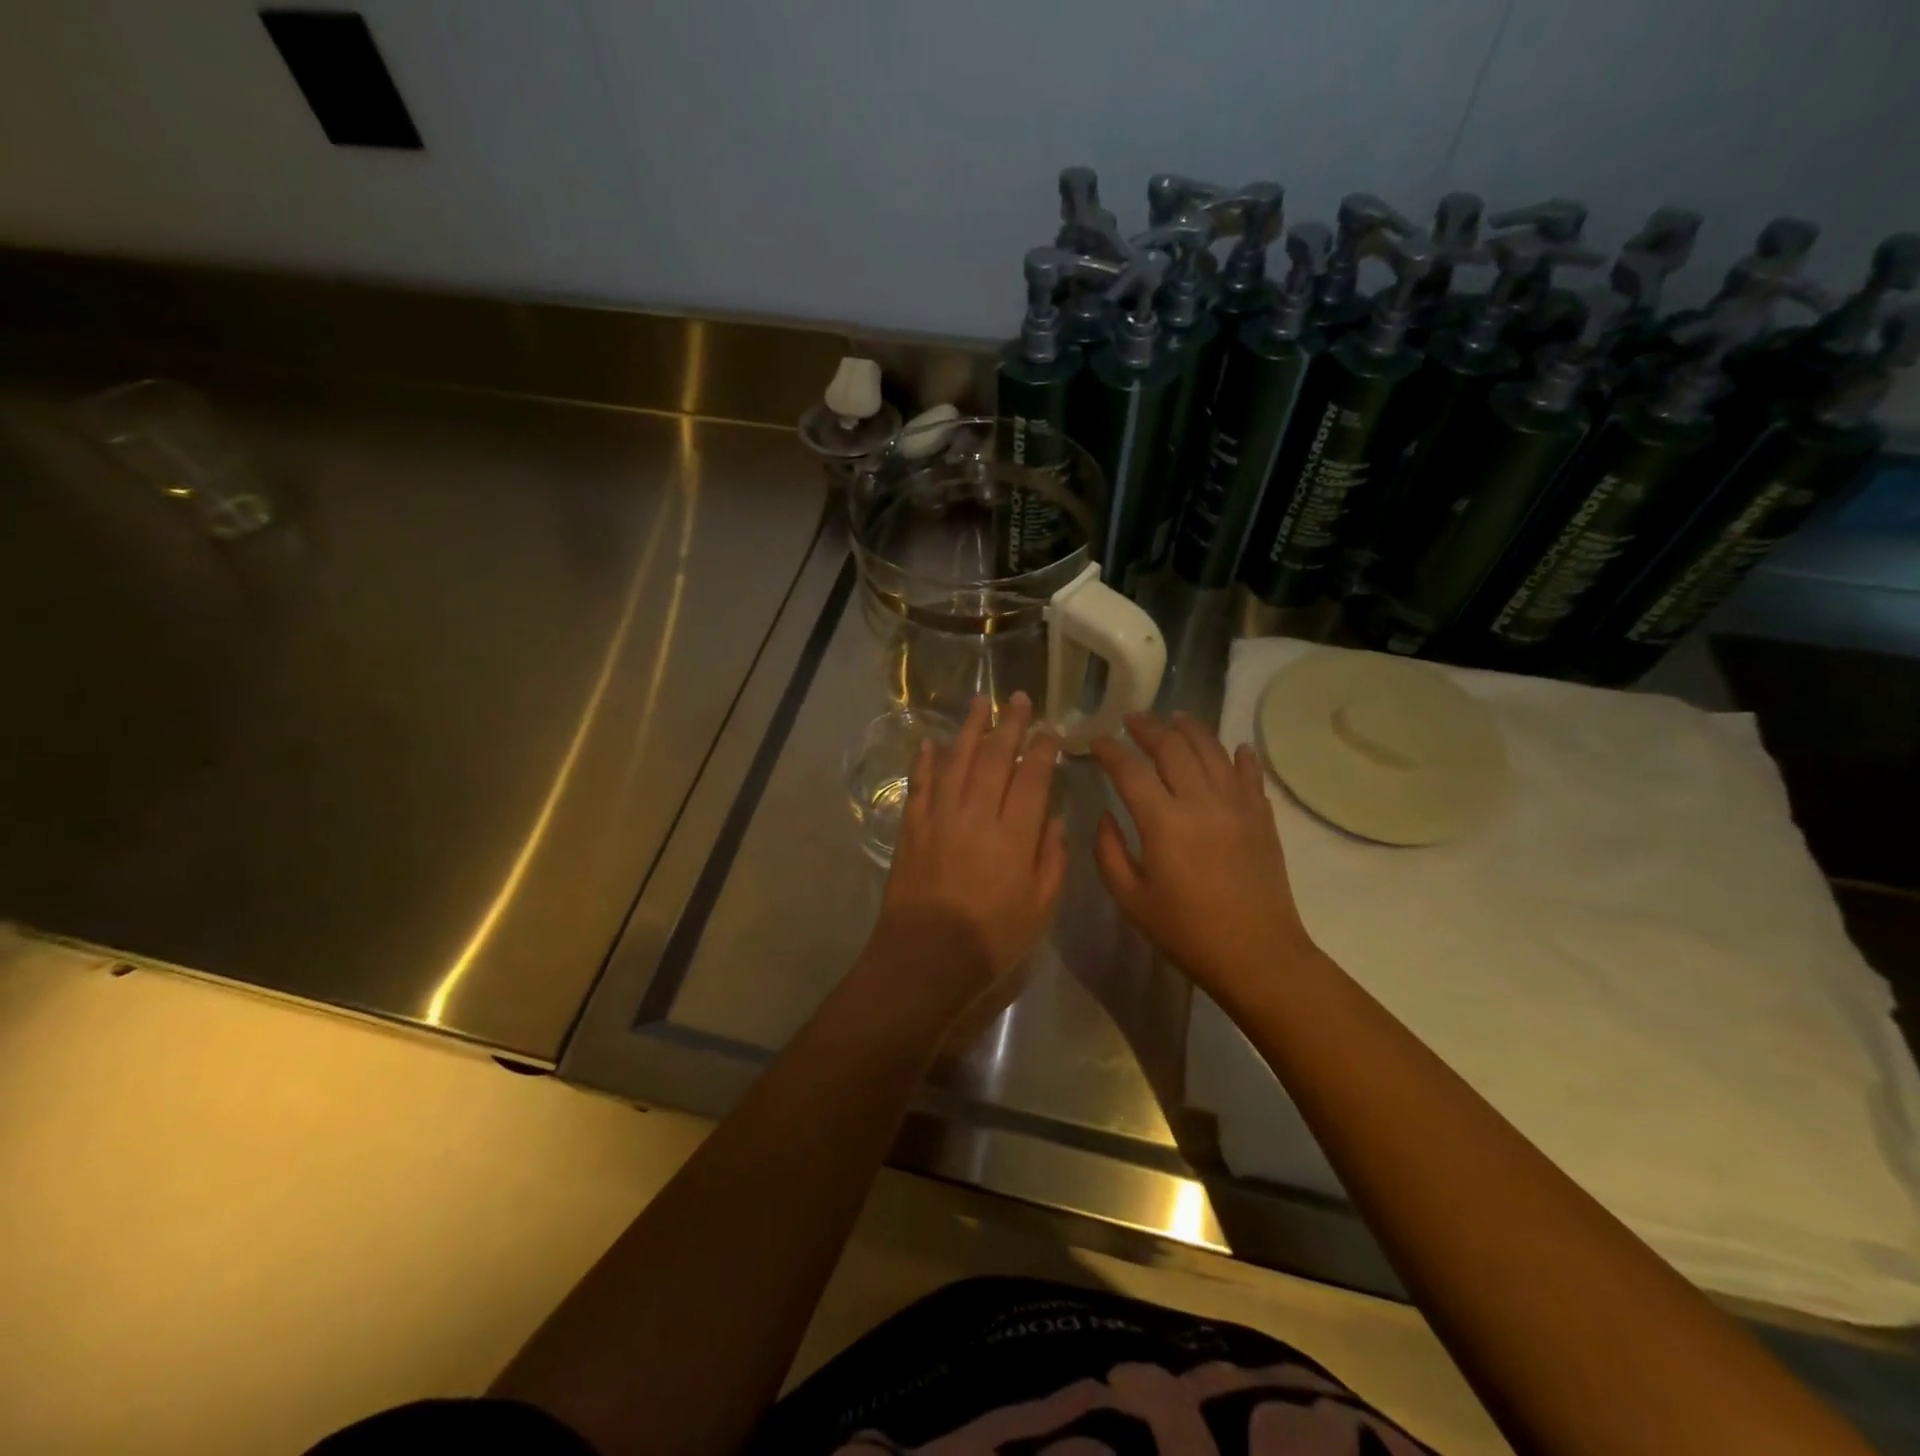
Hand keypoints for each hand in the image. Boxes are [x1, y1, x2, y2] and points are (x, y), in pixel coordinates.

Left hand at [868, 692, 1066, 1007]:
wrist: (925, 957)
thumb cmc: (991, 939)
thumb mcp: (1040, 908)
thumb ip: (1051, 859)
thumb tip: (1053, 818)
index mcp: (1014, 835)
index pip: (1032, 778)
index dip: (1042, 750)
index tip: (1049, 730)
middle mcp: (976, 814)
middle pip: (995, 758)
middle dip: (1010, 725)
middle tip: (1018, 698)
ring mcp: (939, 817)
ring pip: (956, 761)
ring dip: (969, 729)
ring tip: (980, 702)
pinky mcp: (912, 827)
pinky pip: (919, 784)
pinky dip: (925, 761)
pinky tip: (930, 742)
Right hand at [1090, 712, 1313, 993]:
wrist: (1257, 955)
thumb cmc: (1187, 932)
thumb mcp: (1131, 899)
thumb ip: (1109, 851)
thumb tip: (1105, 815)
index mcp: (1163, 822)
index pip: (1130, 769)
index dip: (1109, 750)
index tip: (1096, 741)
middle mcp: (1201, 801)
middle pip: (1173, 747)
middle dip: (1148, 728)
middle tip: (1132, 719)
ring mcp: (1237, 805)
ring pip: (1212, 750)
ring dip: (1190, 729)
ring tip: (1175, 718)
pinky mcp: (1262, 816)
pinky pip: (1250, 774)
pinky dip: (1239, 756)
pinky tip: (1234, 748)